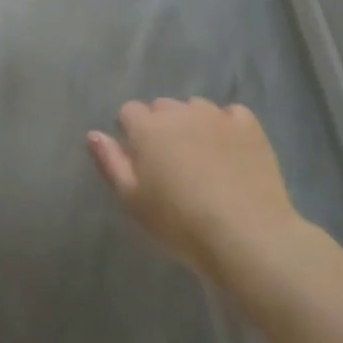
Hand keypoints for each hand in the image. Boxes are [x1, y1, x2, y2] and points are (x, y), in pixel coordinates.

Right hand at [88, 98, 299, 281]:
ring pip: (195, 107)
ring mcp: (216, 115)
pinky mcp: (249, 126)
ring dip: (193, 124)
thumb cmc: (180, 223)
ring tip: (202, 158)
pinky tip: (231, 150)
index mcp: (147, 126)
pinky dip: (227, 126)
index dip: (131, 133)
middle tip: (170, 163)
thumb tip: (94, 134)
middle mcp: (179, 111)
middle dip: (161, 126)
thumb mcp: (133, 201)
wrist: (247, 236)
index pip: (129, 112)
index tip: (140, 160)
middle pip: (162, 107)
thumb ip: (110, 162)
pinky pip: (231, 114)